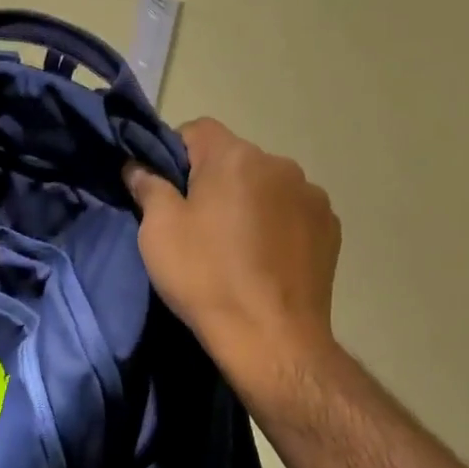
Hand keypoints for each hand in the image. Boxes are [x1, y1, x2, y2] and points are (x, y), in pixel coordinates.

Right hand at [123, 119, 340, 386]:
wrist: (271, 338)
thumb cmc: (206, 277)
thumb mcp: (158, 232)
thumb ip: (148, 187)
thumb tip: (137, 166)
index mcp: (235, 157)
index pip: (196, 129)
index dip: (173, 153)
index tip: (163, 189)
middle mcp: (280, 164)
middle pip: (234, 159)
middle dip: (213, 181)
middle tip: (195, 224)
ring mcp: (312, 196)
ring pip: (266, 186)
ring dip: (248, 202)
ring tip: (235, 247)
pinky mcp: (331, 229)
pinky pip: (292, 212)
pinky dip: (276, 225)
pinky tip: (265, 260)